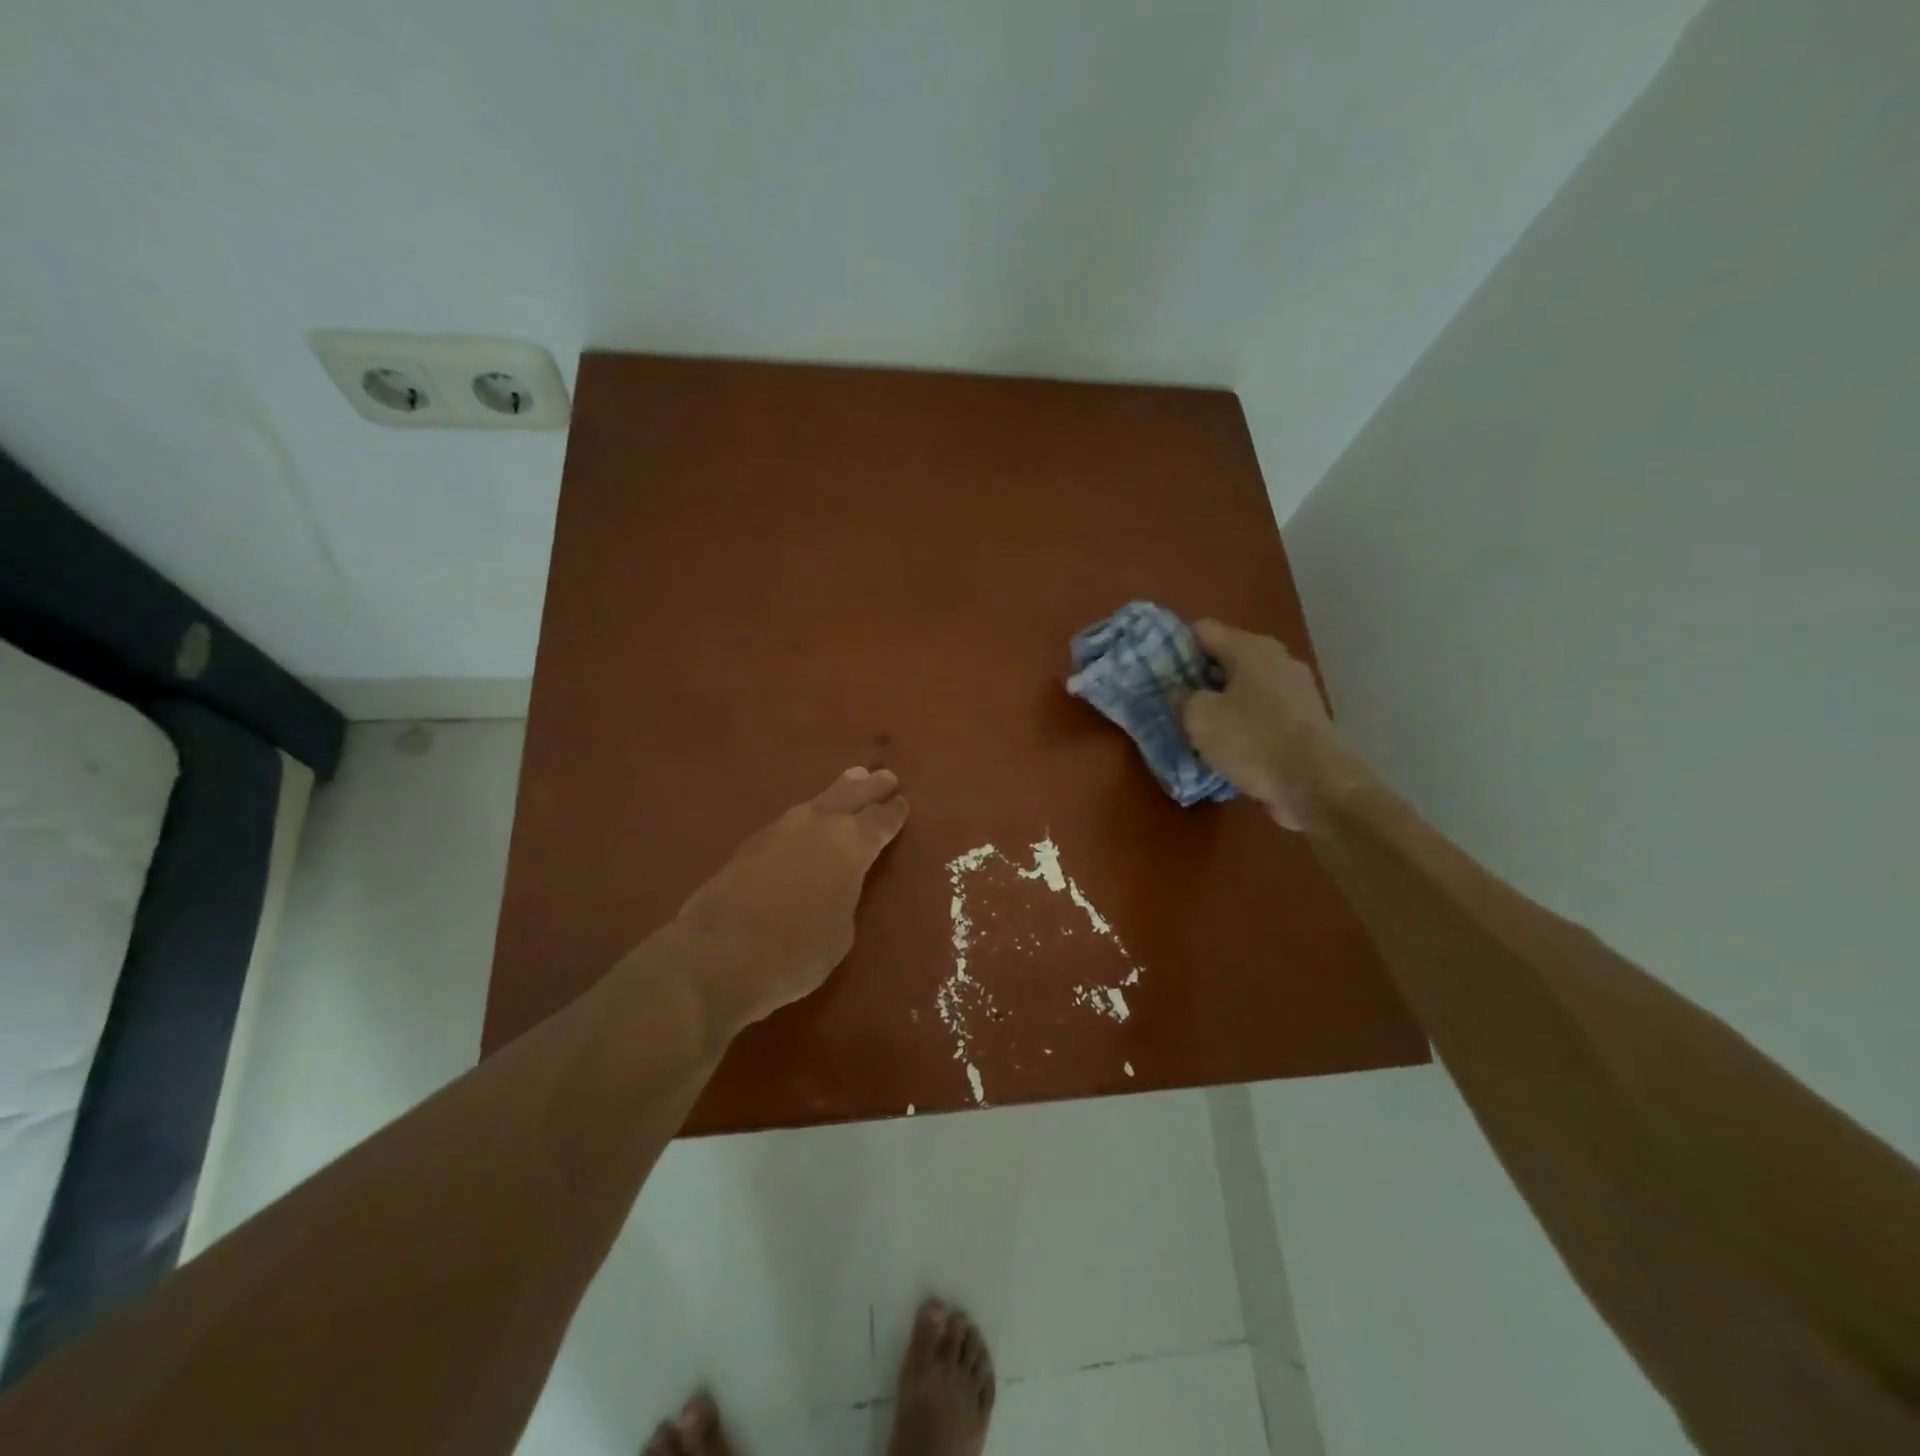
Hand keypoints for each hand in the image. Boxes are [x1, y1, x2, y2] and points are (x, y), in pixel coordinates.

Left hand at [675, 766, 908, 1031]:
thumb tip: (835, 887)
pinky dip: (807, 816)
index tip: (902, 802)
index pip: (882, 820)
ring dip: (838, 791)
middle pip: (852, 795)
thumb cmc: (796, 951)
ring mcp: (781, 829)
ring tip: (850, 779)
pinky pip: (791, 819)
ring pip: (818, 801)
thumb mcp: (841, 933)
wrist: (719, 953)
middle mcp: (819, 825)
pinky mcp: (751, 842)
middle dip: (870, 786)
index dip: (894, 812)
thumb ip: (845, 898)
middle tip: (885, 775)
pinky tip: (807, 821)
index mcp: (852, 845)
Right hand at [1183, 620, 1337, 830]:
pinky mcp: (1306, 718)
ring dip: (1222, 700)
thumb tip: (1179, 691)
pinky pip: (1264, 709)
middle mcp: (1277, 659)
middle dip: (1199, 675)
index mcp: (1250, 648)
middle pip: (1226, 656)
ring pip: (1246, 685)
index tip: (1157, 669)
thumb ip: (1182, 697)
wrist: (1316, 784)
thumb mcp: (1199, 718)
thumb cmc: (1252, 741)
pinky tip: (1230, 743)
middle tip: (1173, 698)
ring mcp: (1296, 689)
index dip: (1176, 645)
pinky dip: (1245, 720)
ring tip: (1199, 724)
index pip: (1202, 630)